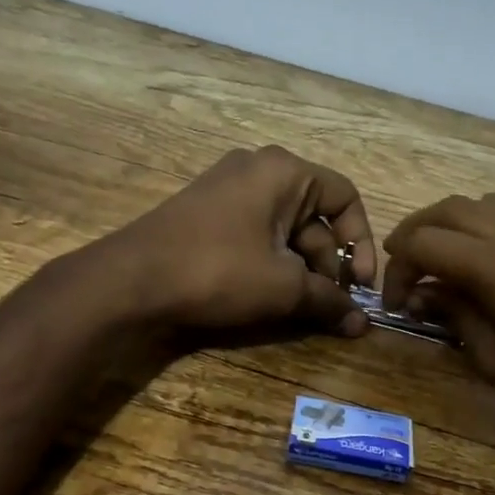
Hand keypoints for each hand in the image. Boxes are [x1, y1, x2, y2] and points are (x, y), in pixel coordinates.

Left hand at [87, 146, 378, 334]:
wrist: (131, 279)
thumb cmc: (218, 271)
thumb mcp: (283, 287)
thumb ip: (329, 301)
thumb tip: (362, 325)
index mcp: (285, 171)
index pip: (346, 198)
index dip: (363, 243)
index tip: (362, 285)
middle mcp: (258, 169)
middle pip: (316, 216)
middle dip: (330, 263)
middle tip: (331, 305)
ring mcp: (229, 189)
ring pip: (285, 229)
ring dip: (302, 269)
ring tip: (304, 308)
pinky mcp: (208, 213)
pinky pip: (257, 233)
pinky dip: (273, 263)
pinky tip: (271, 296)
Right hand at [382, 193, 494, 439]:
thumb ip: (456, 316)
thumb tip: (424, 293)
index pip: (429, 242)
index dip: (400, 267)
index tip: (395, 301)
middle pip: (456, 208)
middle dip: (420, 230)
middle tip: (405, 266)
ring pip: (492, 205)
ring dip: (457, 224)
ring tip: (445, 262)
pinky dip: (493, 232)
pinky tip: (492, 271)